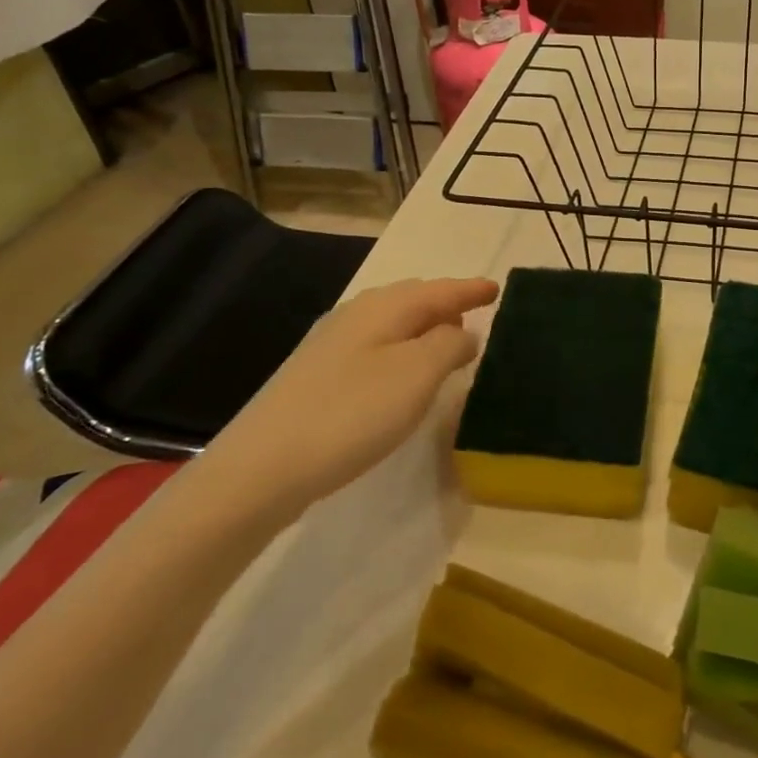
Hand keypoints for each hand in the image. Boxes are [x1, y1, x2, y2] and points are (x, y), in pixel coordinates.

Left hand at [206, 277, 498, 518]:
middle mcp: (357, 314)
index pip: (440, 289)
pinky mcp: (317, 376)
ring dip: (423, 327)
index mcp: (385, 307)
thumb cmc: (352, 412)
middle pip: (413, 299)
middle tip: (475, 312)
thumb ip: (449, 345)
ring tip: (446, 341)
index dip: (471, 289)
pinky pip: (375, 347)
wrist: (261, 468)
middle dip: (446, 303)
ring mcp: (332, 344)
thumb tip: (462, 332)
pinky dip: (401, 349)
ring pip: (392, 323)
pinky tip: (401, 373)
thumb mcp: (417, 375)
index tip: (497, 289)